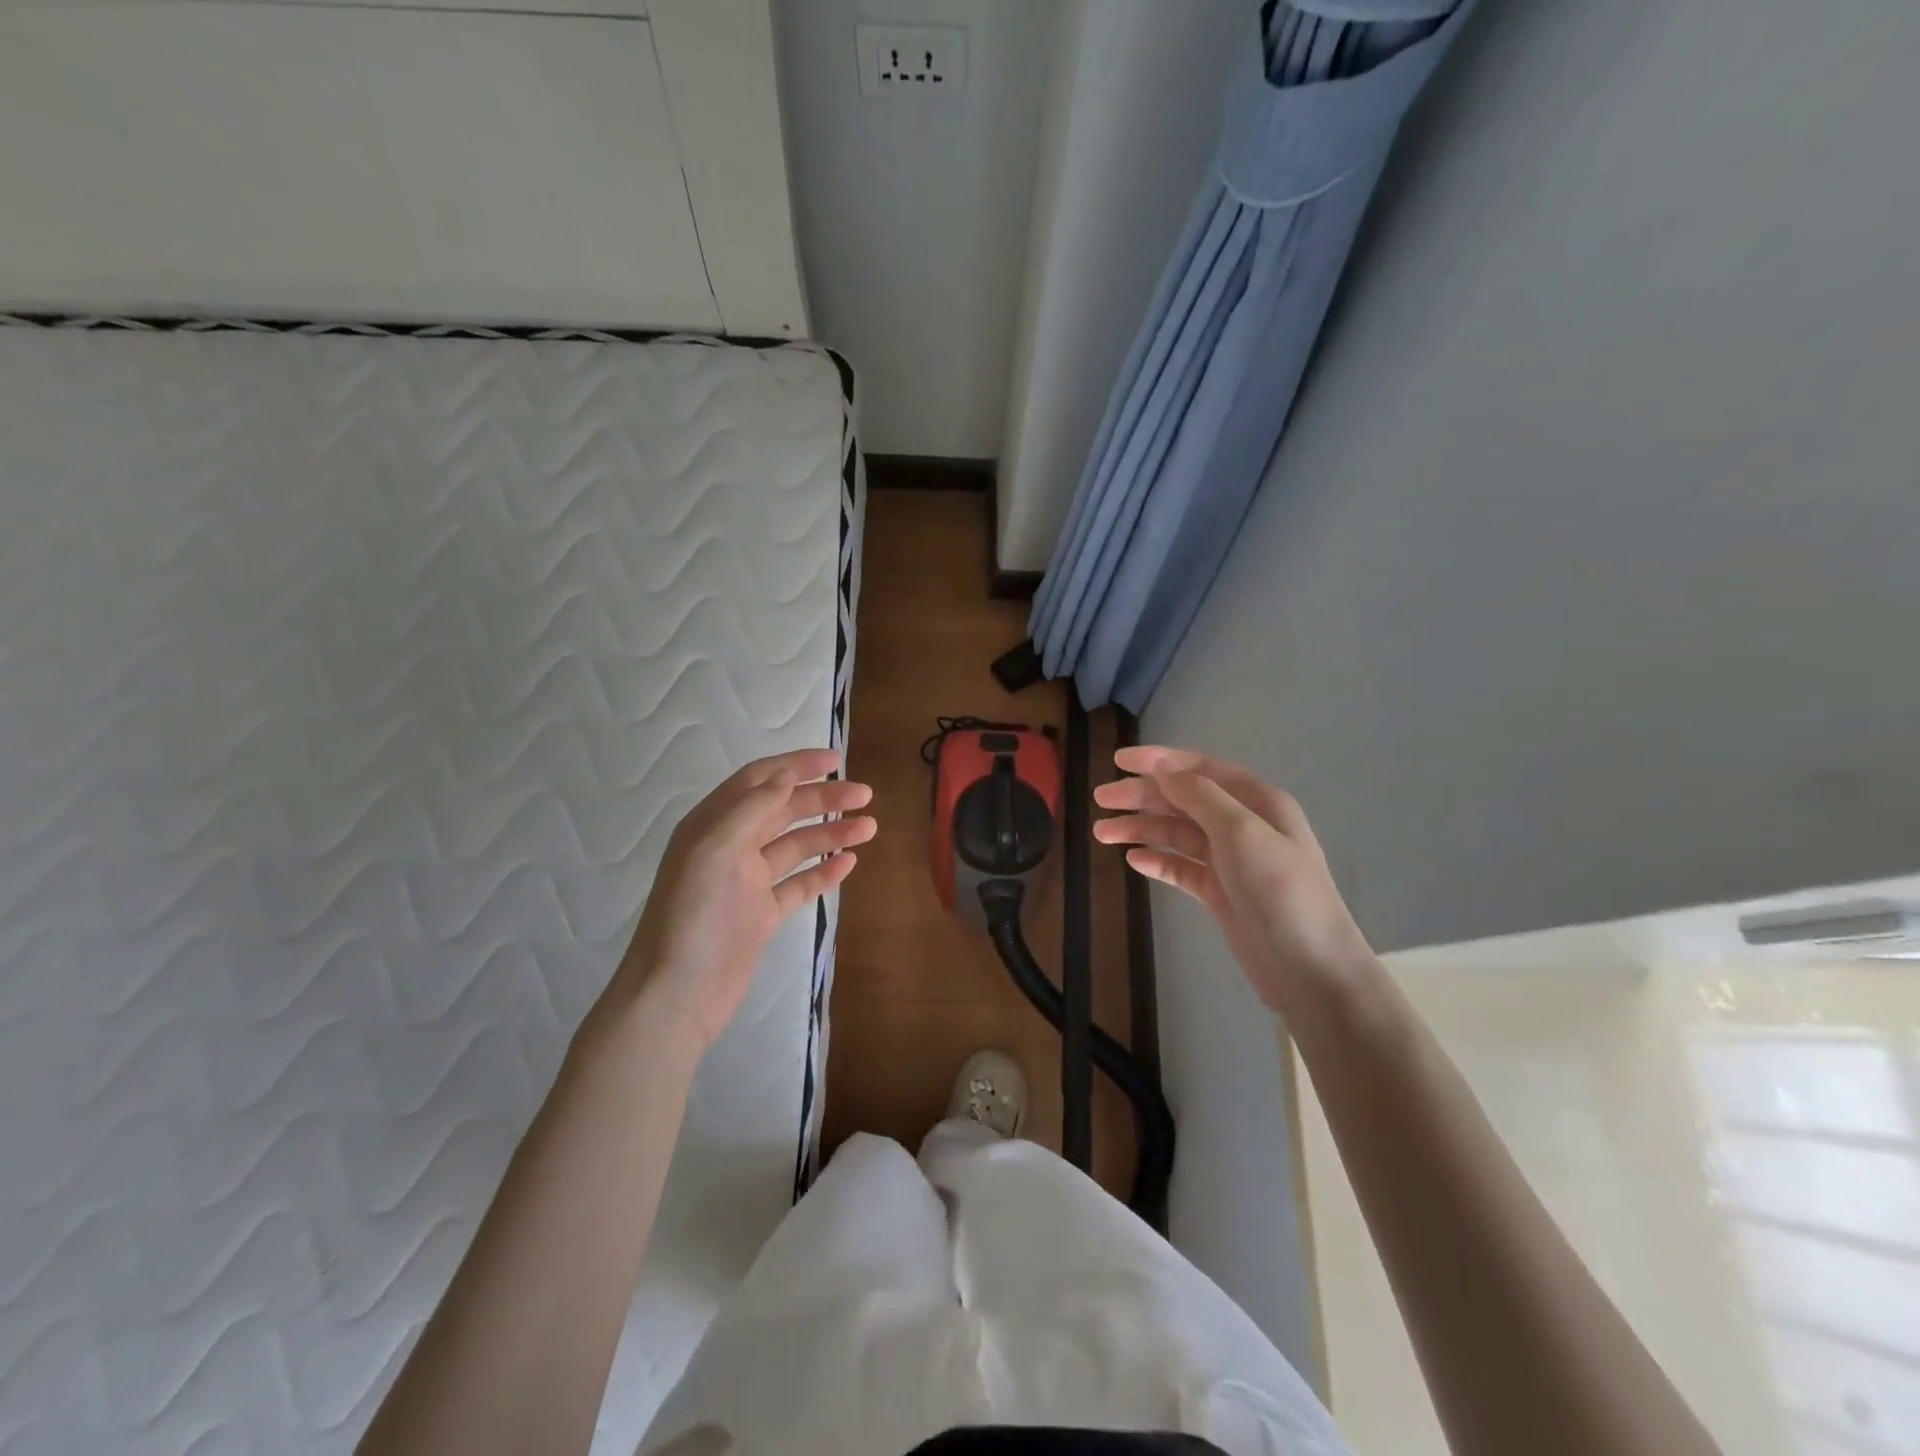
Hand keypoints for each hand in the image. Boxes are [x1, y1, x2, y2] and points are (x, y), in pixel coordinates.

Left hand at [601, 748, 874, 1048]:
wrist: (677, 995)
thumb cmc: (692, 916)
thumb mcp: (715, 850)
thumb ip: (752, 808)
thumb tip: (787, 773)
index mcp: (713, 825)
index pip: (759, 781)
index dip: (796, 765)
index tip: (835, 759)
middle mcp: (730, 848)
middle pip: (783, 811)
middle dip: (823, 799)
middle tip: (865, 795)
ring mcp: (747, 883)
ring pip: (796, 847)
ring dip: (831, 834)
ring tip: (869, 828)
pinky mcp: (761, 915)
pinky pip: (798, 885)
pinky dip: (823, 873)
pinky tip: (849, 864)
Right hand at [1093, 746, 1370, 1016]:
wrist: (1310, 970)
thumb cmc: (1279, 891)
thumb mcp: (1241, 832)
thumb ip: (1199, 796)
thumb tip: (1162, 767)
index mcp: (1256, 801)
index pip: (1199, 770)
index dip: (1159, 761)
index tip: (1118, 760)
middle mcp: (1242, 825)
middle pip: (1183, 800)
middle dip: (1141, 796)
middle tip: (1100, 799)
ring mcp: (1230, 861)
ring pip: (1177, 834)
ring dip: (1141, 828)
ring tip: (1102, 833)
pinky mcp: (1220, 893)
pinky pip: (1181, 868)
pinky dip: (1157, 861)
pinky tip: (1133, 860)